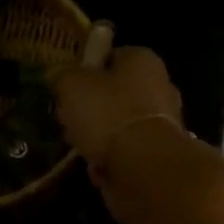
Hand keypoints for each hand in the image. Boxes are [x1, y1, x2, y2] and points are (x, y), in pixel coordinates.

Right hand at [52, 47, 184, 180]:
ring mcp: (165, 121)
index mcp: (143, 59)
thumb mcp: (71, 85)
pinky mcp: (161, 153)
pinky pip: (128, 150)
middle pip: (116, 92)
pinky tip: (97, 167)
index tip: (68, 86)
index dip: (87, 69)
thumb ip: (62, 75)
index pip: (111, 56)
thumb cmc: (108, 113)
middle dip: (92, 107)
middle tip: (70, 119)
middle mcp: (160, 85)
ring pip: (121, 124)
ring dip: (100, 136)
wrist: (143, 166)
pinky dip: (112, 158)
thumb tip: (58, 74)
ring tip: (79, 146)